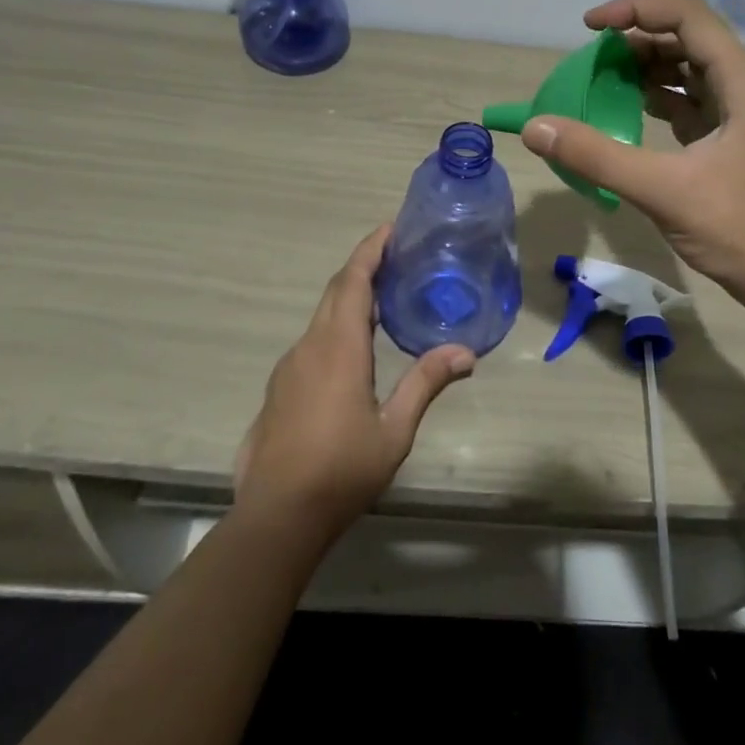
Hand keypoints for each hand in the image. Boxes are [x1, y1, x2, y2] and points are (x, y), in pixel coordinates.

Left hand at [234, 226, 473, 539]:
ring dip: (349, 299)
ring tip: (382, 301)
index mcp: (339, 347)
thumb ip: (426, 383)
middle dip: (362, 267)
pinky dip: (335, 328)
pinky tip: (353, 352)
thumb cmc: (342, 469)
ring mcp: (289, 368)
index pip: (353, 281)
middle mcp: (309, 346)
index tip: (390, 229)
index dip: (370, 250)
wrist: (278, 515)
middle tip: (394, 257)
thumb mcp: (394, 429)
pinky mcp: (279, 389)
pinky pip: (311, 343)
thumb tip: (466, 352)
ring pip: (321, 318)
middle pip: (335, 291)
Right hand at [522, 0, 744, 308]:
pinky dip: (658, 100)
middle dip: (636, 39)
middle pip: (687, 38)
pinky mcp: (731, 142)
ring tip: (602, 81)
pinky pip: (690, 103)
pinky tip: (629, 112)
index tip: (589, 27)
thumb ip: (596, 156)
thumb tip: (536, 128)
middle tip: (591, 60)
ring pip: (689, 71)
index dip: (635, 9)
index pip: (687, 16)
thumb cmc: (740, 229)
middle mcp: (744, 87)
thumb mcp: (663, 189)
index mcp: (741, 81)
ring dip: (646, 69)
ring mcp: (740, 116)